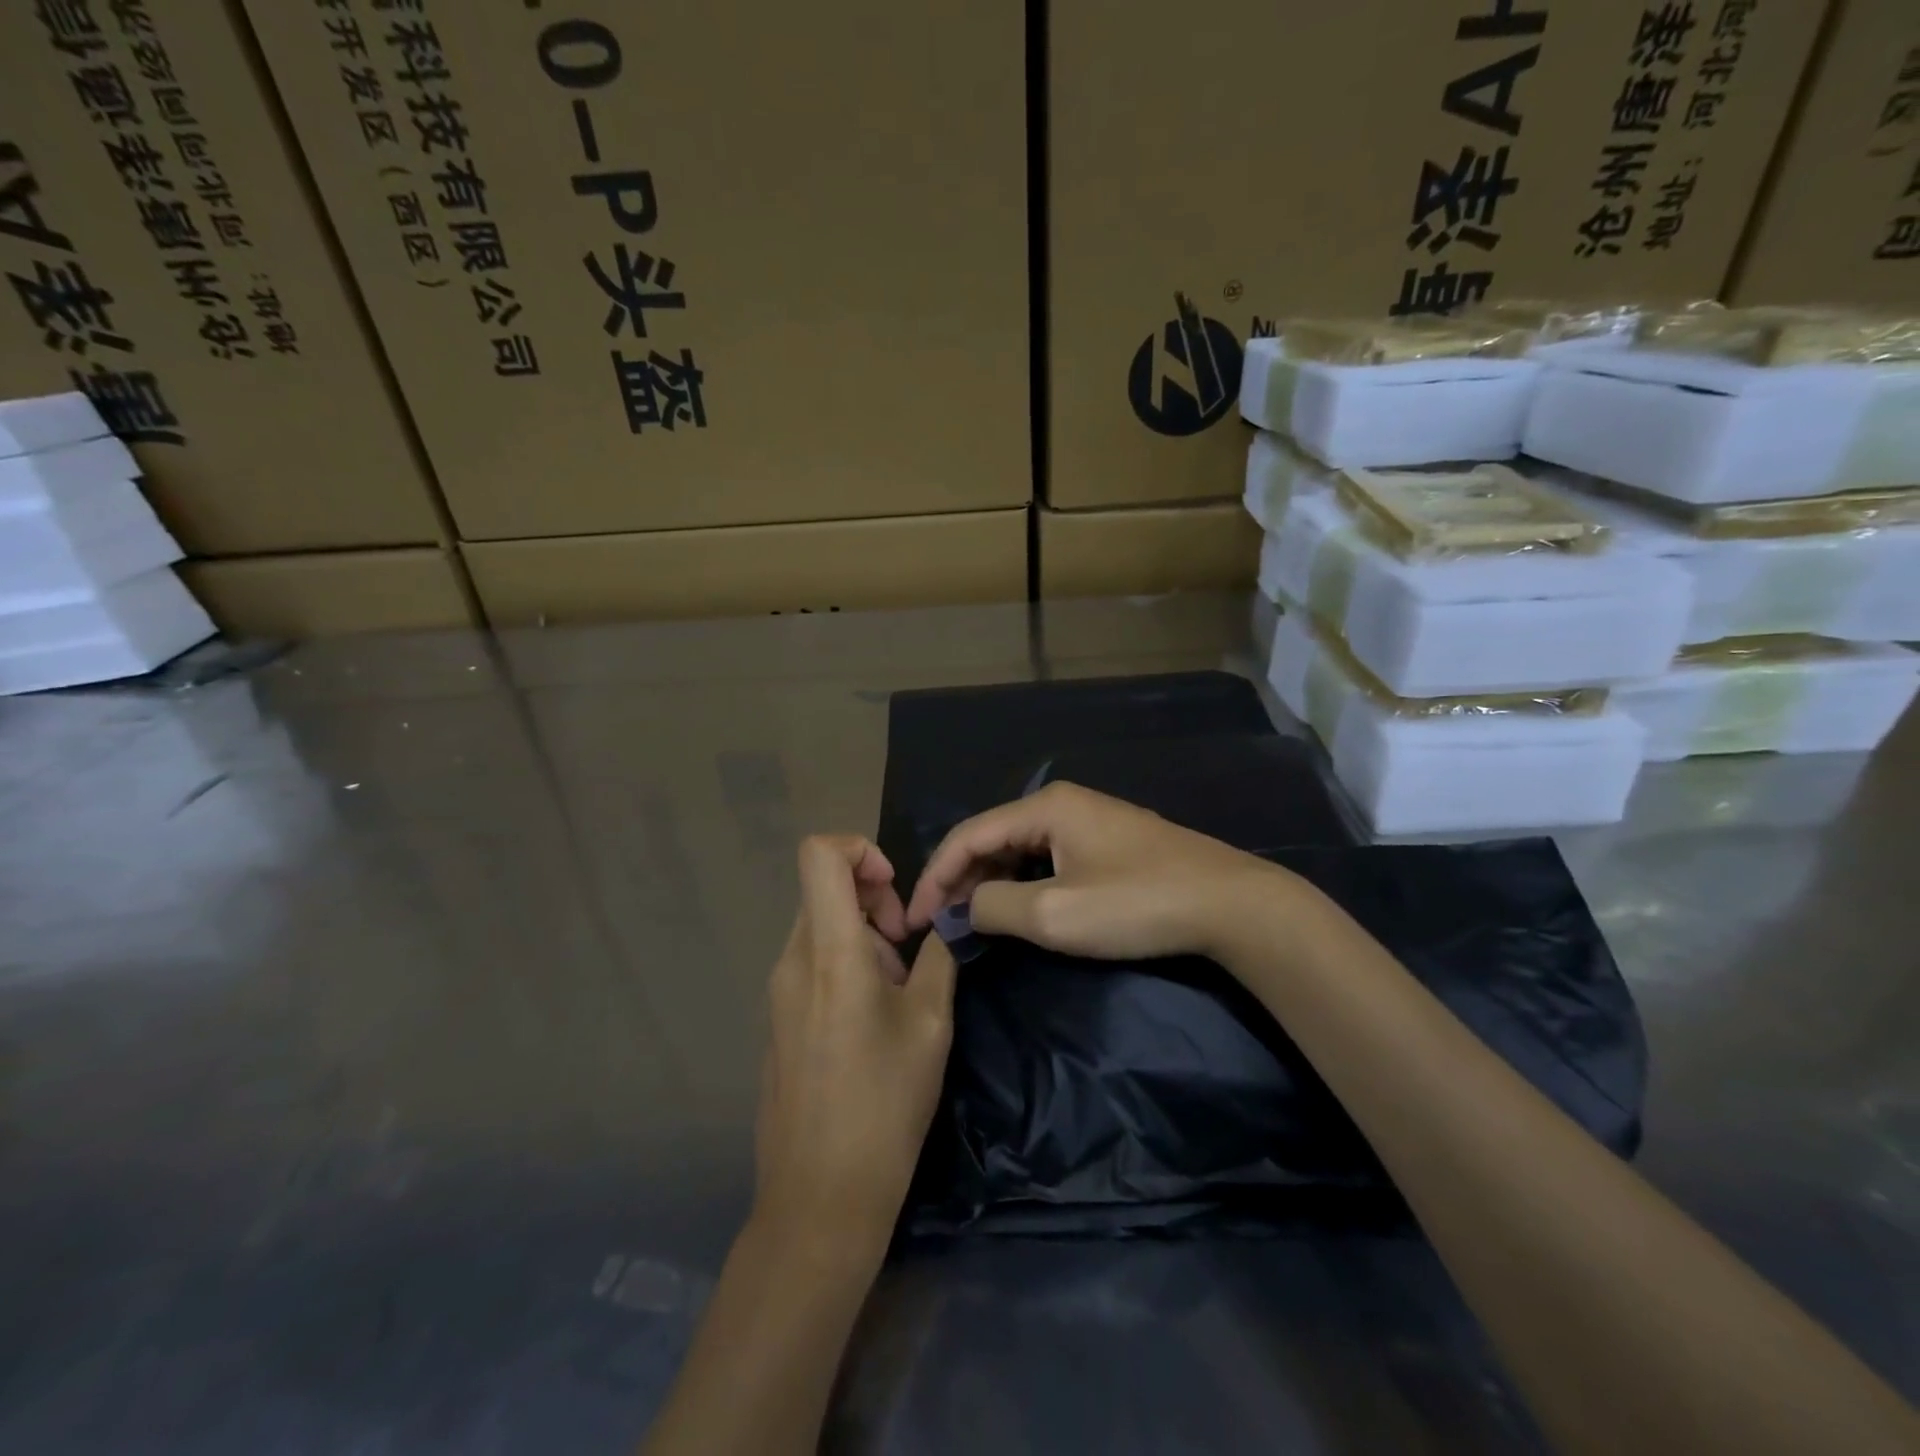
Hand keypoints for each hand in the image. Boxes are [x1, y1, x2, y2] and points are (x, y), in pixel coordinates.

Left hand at [754, 836, 955, 1259]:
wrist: (820, 1199)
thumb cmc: (884, 1105)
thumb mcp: (931, 1023)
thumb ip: (940, 955)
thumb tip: (949, 916)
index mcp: (828, 951)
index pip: (819, 853)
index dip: (860, 849)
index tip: (895, 892)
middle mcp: (792, 960)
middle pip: (824, 889)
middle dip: (873, 901)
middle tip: (907, 950)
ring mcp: (777, 992)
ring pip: (820, 927)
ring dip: (863, 937)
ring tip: (896, 994)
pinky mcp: (777, 1020)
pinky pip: (810, 963)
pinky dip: (844, 965)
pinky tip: (870, 1022)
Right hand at [906, 782, 1294, 961]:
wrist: (1232, 904)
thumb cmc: (1137, 904)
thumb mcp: (1055, 913)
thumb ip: (995, 906)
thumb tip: (964, 909)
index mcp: (1045, 806)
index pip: (968, 835)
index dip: (935, 876)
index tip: (916, 922)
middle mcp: (1062, 803)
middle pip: (992, 837)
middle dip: (961, 881)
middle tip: (941, 926)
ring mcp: (1090, 820)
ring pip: (1020, 848)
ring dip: (990, 883)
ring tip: (971, 922)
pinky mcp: (1110, 843)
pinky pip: (1048, 857)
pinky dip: (1023, 883)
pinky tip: (1017, 909)